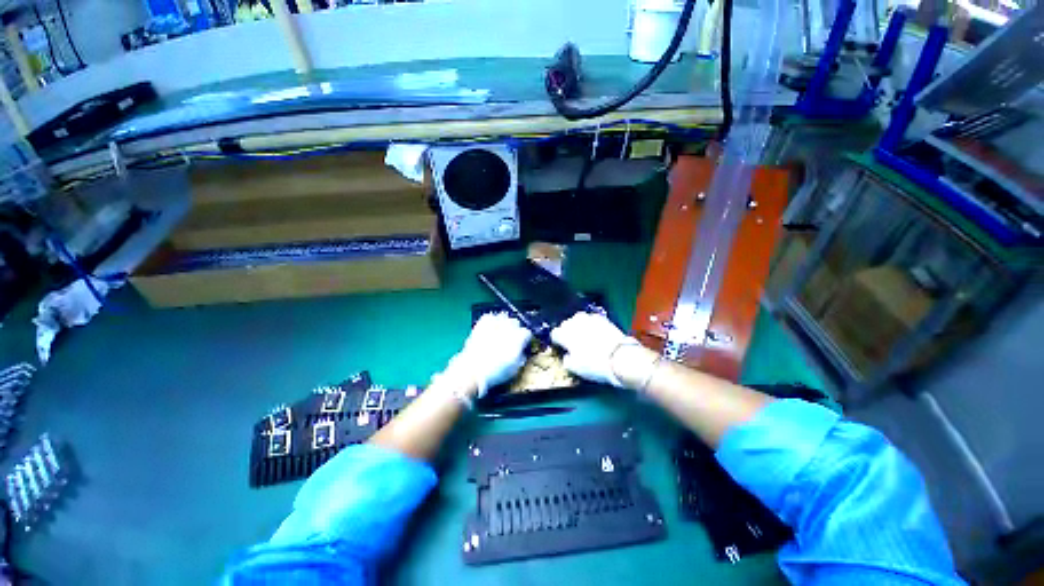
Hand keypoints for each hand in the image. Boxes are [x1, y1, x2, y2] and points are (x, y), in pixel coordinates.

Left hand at [443, 313, 531, 397]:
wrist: (473, 369)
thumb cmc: (495, 371)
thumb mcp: (515, 368)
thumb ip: (521, 356)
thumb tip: (521, 352)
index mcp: (519, 337)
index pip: (527, 333)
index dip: (524, 340)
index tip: (522, 345)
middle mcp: (509, 326)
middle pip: (516, 322)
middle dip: (514, 330)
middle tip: (509, 339)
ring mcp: (495, 323)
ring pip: (503, 317)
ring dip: (503, 324)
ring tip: (499, 333)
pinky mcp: (482, 323)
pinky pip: (489, 317)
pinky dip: (491, 321)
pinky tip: (489, 329)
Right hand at [551, 312, 654, 388]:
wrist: (620, 357)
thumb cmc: (594, 364)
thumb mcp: (575, 368)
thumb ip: (566, 360)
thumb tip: (567, 355)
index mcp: (565, 334)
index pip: (555, 334)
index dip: (557, 341)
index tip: (560, 347)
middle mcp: (575, 323)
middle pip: (566, 324)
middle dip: (567, 331)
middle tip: (572, 342)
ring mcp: (589, 319)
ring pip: (578, 319)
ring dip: (578, 325)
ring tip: (583, 335)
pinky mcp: (602, 318)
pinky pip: (592, 319)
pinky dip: (591, 324)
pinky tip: (595, 332)